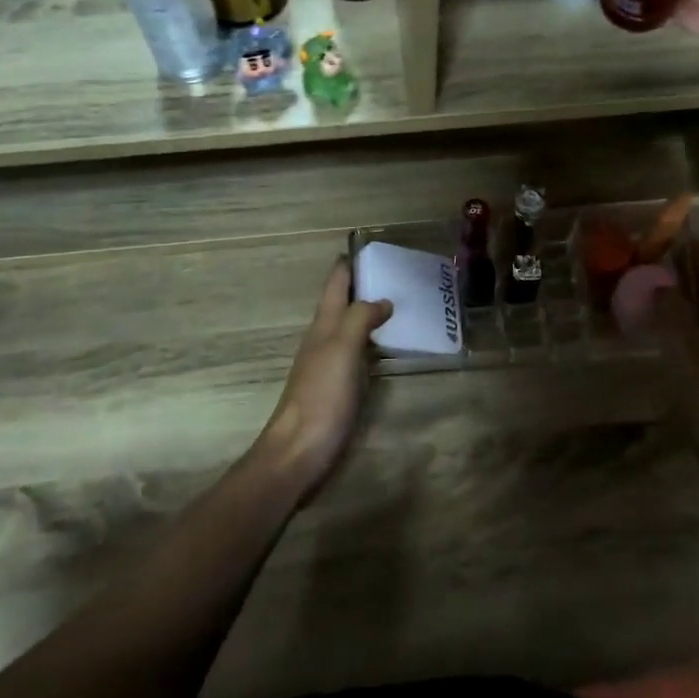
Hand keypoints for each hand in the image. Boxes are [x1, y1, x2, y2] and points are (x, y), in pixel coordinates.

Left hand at [250, 260, 391, 500]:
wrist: (299, 451)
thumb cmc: (321, 396)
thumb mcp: (341, 349)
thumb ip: (360, 319)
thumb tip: (382, 299)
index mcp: (322, 326)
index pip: (335, 284)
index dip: (349, 263)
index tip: (371, 246)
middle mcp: (323, 340)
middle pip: (341, 303)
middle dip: (363, 285)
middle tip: (397, 273)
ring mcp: (328, 365)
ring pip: (348, 327)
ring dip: (368, 313)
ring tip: (399, 304)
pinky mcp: (337, 388)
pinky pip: (357, 353)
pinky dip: (372, 341)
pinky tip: (387, 348)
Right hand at [654, 238, 698, 442]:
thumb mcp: (685, 349)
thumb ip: (673, 311)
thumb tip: (662, 282)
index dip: (692, 249)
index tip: (668, 233)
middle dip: (687, 270)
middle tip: (653, 259)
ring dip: (686, 295)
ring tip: (655, 287)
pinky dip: (688, 317)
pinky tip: (668, 325)